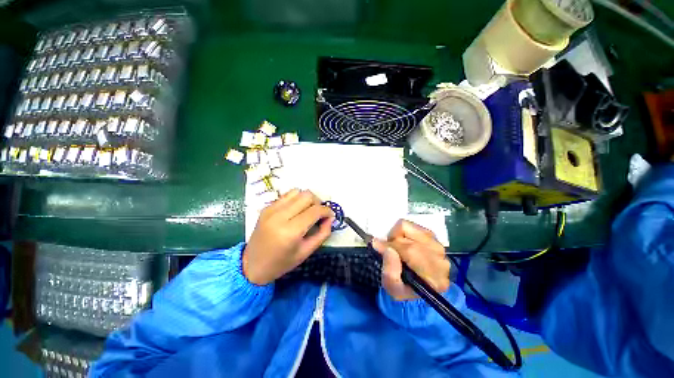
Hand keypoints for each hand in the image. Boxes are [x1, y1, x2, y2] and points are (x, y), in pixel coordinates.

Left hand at [243, 189, 334, 284]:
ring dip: (307, 199)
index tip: (330, 216)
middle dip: (318, 203)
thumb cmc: (281, 263)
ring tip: (307, 211)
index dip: (326, 211)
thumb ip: (322, 233)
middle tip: (319, 214)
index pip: (314, 211)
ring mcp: (271, 209)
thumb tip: (330, 218)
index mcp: (290, 231)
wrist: (252, 265)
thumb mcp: (306, 252)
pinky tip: (296, 211)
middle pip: (307, 196)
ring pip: (297, 192)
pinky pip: (287, 196)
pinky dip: (296, 200)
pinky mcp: (266, 207)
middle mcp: (280, 216)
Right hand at [372, 220, 449, 300]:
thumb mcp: (392, 288)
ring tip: (396, 246)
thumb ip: (389, 271)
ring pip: (411, 229)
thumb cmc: (404, 288)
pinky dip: (403, 231)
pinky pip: (413, 226)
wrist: (417, 285)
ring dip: (399, 235)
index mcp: (433, 278)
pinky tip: (403, 241)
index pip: (410, 252)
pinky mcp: (434, 238)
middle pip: (410, 240)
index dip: (391, 246)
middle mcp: (441, 261)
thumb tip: (387, 248)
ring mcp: (439, 247)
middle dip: (394, 242)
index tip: (377, 246)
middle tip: (388, 250)